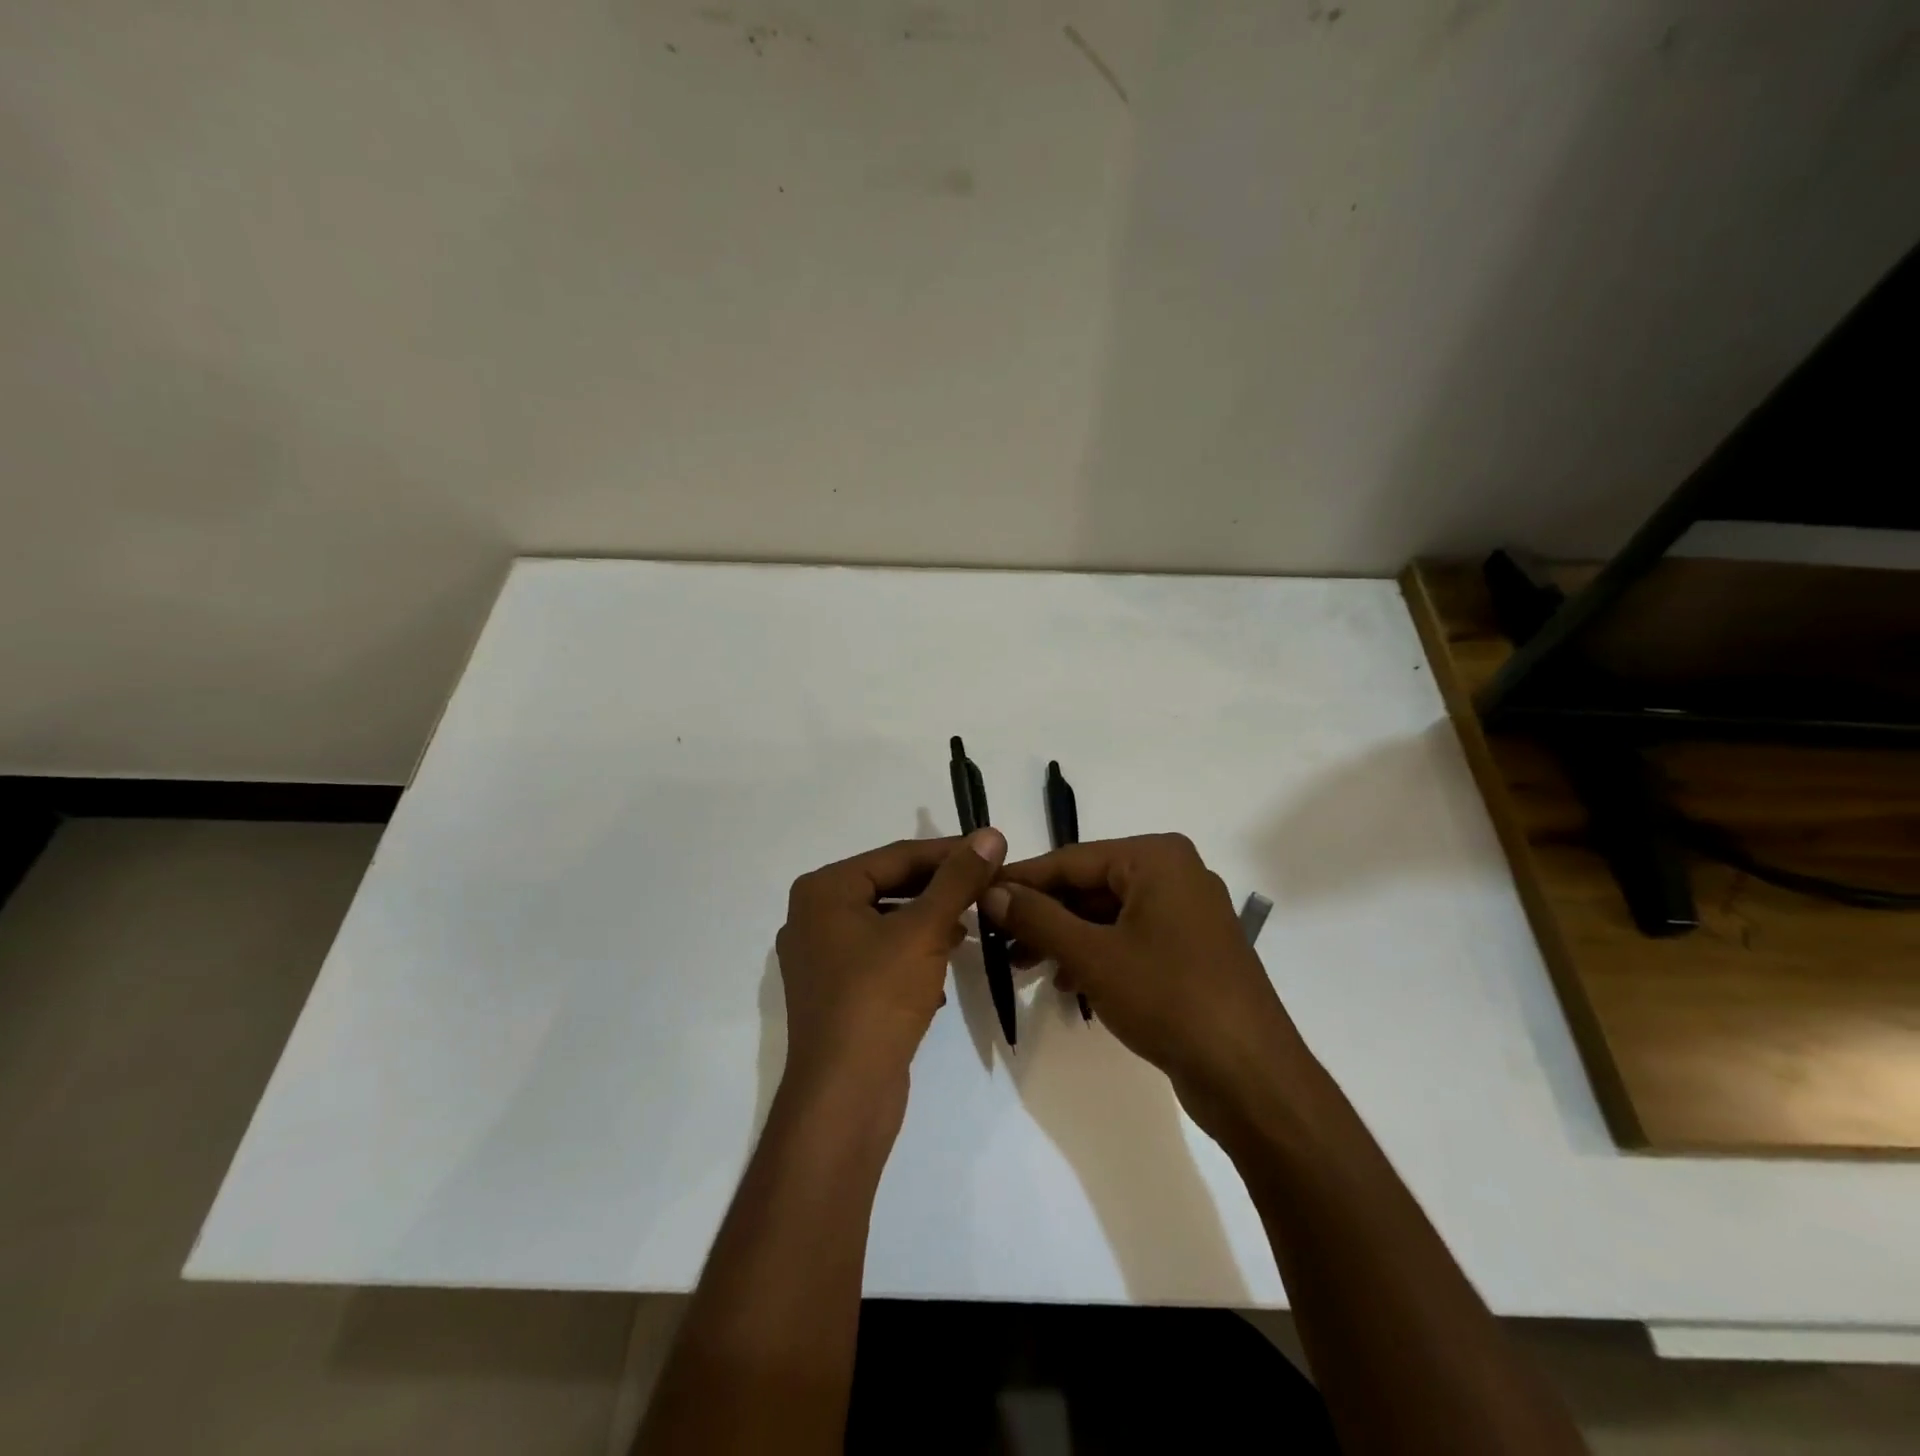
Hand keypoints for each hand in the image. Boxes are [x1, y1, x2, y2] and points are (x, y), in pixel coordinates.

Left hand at [776, 829, 1005, 1097]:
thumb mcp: (925, 931)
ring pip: (888, 922)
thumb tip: (991, 834)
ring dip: (930, 922)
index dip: (950, 852)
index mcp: (824, 890)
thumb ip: (958, 880)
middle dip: (941, 889)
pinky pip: (880, 955)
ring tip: (972, 925)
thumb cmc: (878, 998)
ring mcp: (820, 956)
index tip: (994, 851)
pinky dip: (912, 954)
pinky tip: (943, 968)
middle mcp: (813, 915)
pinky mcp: (834, 990)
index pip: (898, 856)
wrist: (844, 1096)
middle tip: (989, 886)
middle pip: (890, 886)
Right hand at [983, 834, 1305, 1132]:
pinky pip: (1129, 938)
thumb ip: (1037, 918)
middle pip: (1090, 885)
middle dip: (1043, 915)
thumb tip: (991, 890)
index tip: (978, 894)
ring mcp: (1187, 913)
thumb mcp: (1092, 955)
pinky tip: (1065, 983)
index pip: (1072, 860)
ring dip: (1064, 938)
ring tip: (1023, 967)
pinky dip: (1095, 955)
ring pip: (1107, 915)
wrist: (1251, 1077)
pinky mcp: (1191, 950)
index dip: (1022, 880)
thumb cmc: (1169, 999)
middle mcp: (1175, 874)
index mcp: (1157, 858)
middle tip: (997, 940)